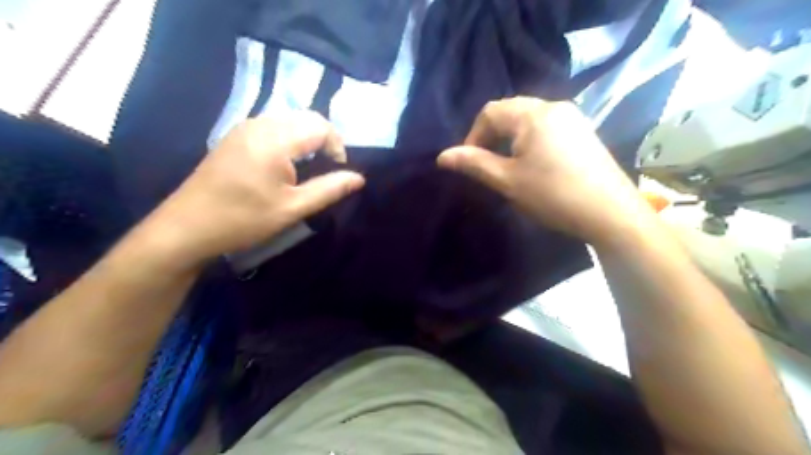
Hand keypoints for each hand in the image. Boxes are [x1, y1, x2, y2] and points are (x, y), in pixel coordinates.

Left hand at [146, 110, 364, 263]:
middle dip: (325, 140)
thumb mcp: (292, 208)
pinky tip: (285, 163)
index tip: (338, 171)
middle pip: (306, 118)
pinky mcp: (235, 136)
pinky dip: (290, 139)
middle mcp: (259, 124)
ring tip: (309, 167)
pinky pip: (273, 126)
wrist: (187, 227)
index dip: (338, 146)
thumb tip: (359, 178)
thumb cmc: (243, 220)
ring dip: (307, 138)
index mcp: (274, 140)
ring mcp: (244, 128)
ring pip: (290, 120)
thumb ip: (329, 189)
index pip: (321, 126)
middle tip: (327, 169)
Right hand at [438, 96, 650, 244]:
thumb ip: (474, 164)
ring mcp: (573, 117)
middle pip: (510, 111)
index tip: (469, 163)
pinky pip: (547, 127)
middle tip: (486, 164)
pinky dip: (530, 140)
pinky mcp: (583, 132)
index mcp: (533, 114)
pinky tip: (533, 163)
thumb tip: (443, 156)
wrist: (610, 212)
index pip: (490, 112)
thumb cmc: (553, 195)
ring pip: (529, 119)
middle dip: (491, 135)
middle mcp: (554, 106)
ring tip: (507, 165)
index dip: (472, 136)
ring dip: (510, 138)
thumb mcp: (508, 180)